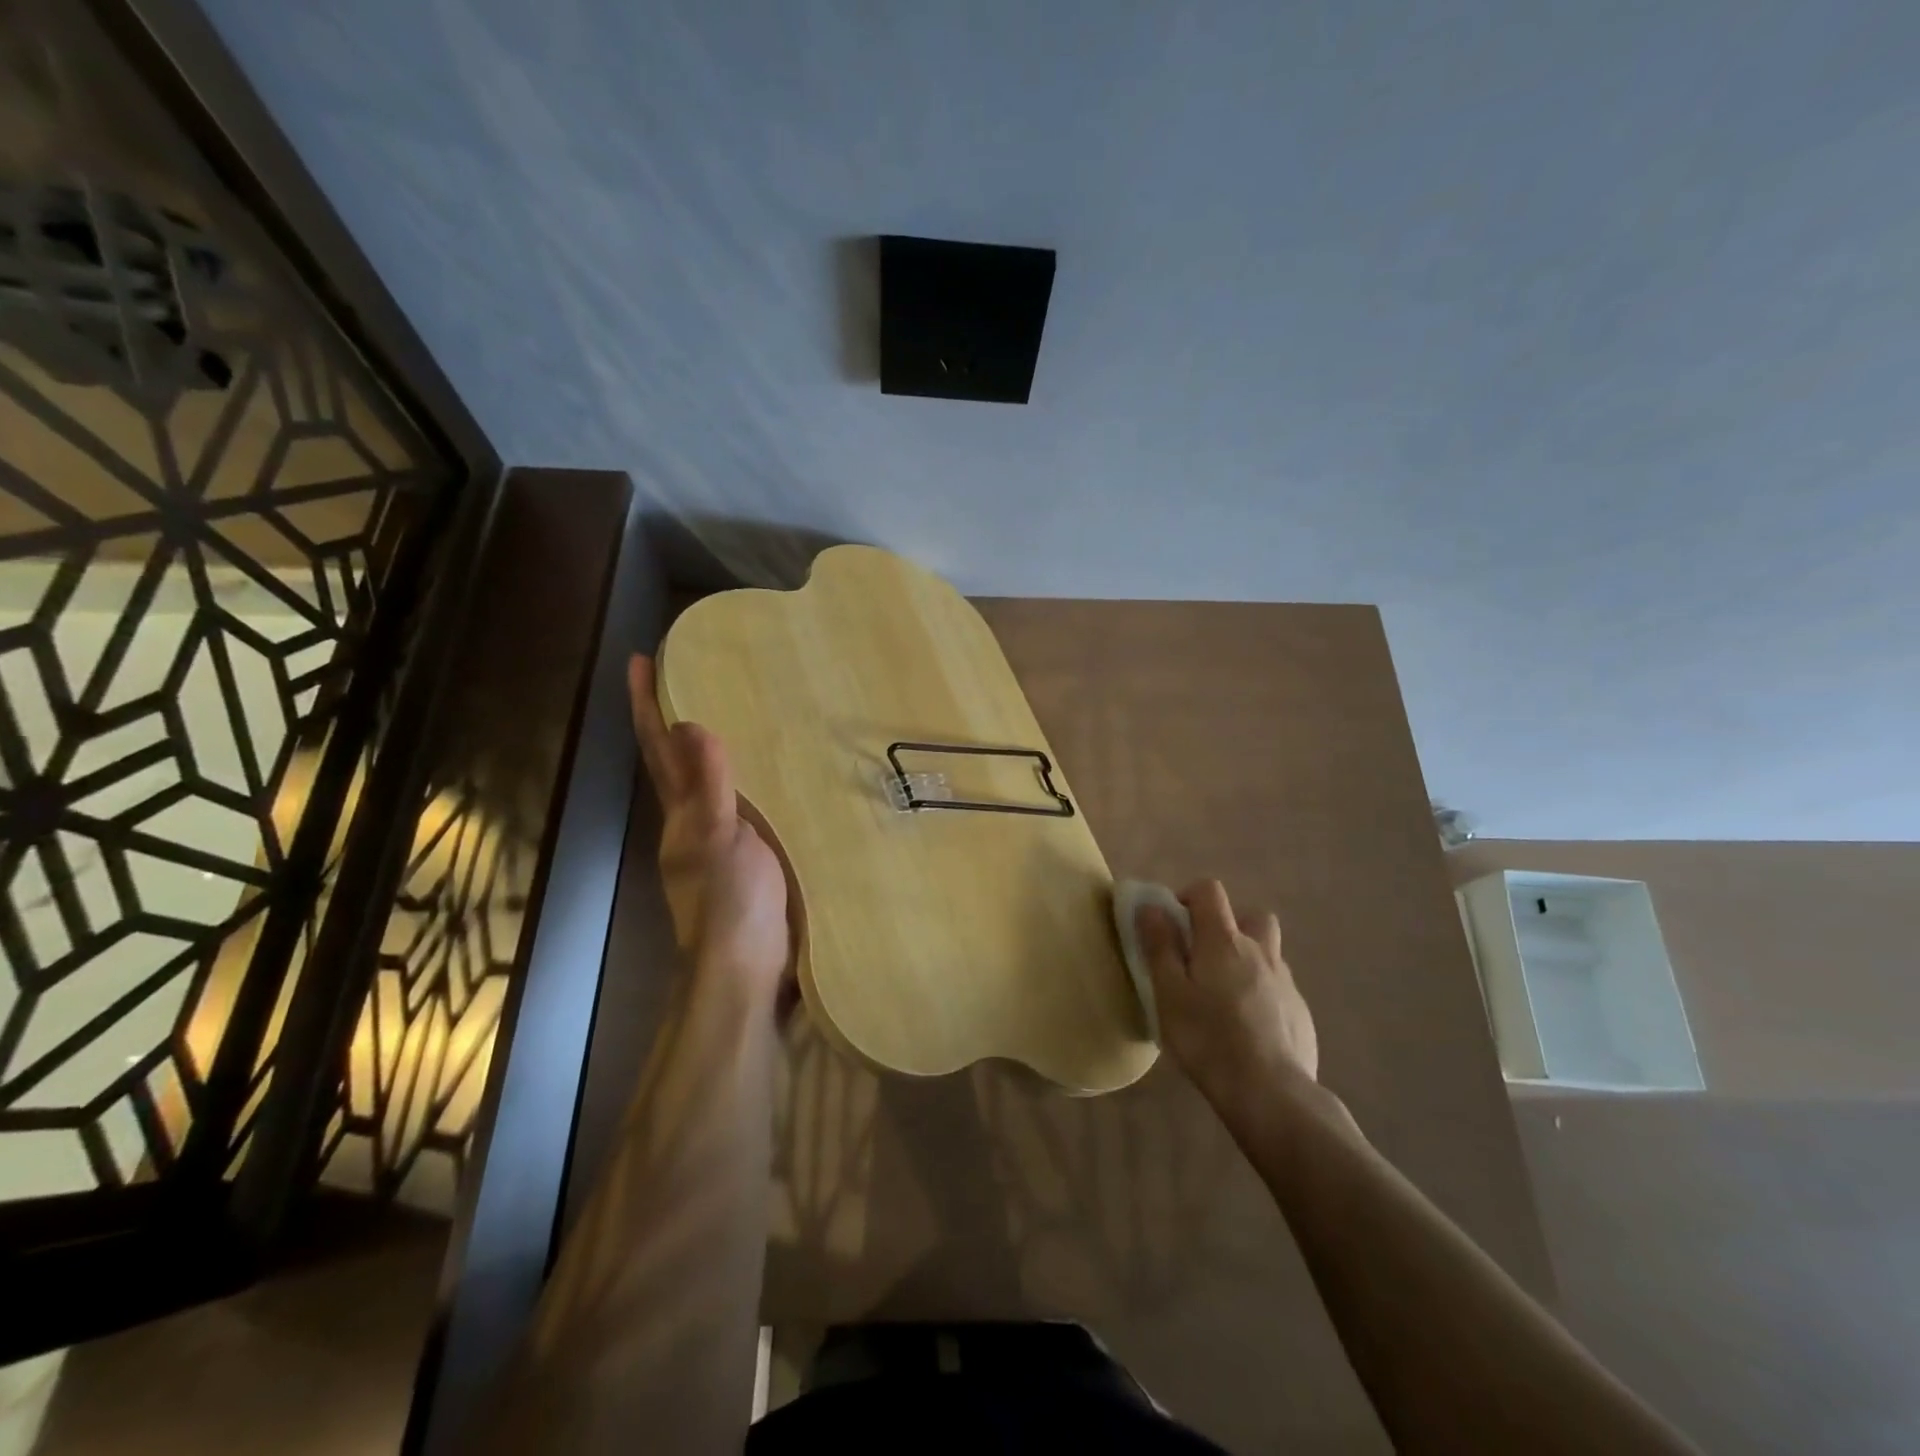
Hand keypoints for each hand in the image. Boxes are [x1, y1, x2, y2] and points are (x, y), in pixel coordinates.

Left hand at [628, 655, 790, 1004]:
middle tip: (692, 674)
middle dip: (675, 718)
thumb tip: (691, 724)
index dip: (646, 706)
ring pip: (710, 782)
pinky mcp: (749, 856)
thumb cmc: (731, 904)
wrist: (746, 969)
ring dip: (712, 746)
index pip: (659, 749)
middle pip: (677, 762)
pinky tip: (774, 770)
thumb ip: (710, 787)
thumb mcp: (720, 840)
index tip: (638, 660)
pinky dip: (748, 778)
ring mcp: (719, 841)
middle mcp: (692, 822)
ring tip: (736, 709)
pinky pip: (744, 803)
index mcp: (682, 814)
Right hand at [1138, 880, 1317, 1109]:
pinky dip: (1262, 992)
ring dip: (1248, 958)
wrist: (1271, 1093)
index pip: (1210, 891)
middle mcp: (1260, 951)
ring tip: (1224, 994)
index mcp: (1223, 940)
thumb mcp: (1169, 993)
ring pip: (1268, 952)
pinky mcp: (1300, 1012)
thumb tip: (1151, 907)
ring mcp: (1286, 981)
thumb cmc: (1208, 1038)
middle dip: (1228, 924)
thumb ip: (1159, 946)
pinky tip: (1247, 1026)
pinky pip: (1278, 987)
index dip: (1189, 896)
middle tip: (1204, 956)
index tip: (1173, 924)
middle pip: (1252, 915)